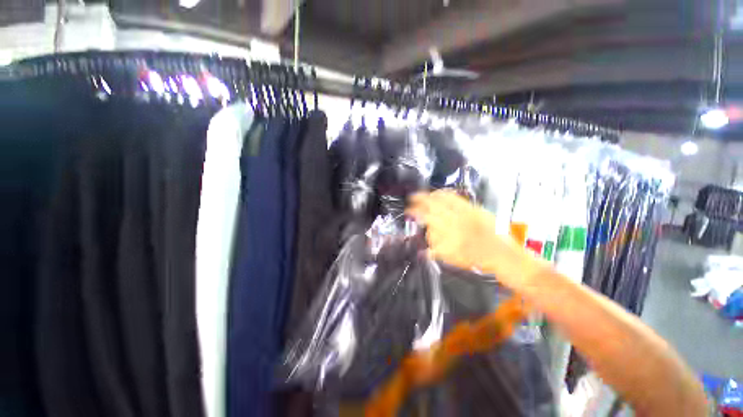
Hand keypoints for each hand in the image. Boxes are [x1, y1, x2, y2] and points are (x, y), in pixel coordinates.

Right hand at [407, 190, 545, 289]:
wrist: (502, 255)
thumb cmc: (477, 258)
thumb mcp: (453, 258)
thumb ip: (436, 250)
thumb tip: (424, 248)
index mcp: (448, 231)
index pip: (427, 216)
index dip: (416, 211)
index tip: (409, 210)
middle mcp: (455, 218)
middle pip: (433, 204)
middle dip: (420, 199)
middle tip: (412, 198)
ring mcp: (465, 211)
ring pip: (444, 197)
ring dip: (431, 195)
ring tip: (424, 194)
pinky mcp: (474, 207)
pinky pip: (457, 197)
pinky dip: (446, 193)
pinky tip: (441, 193)